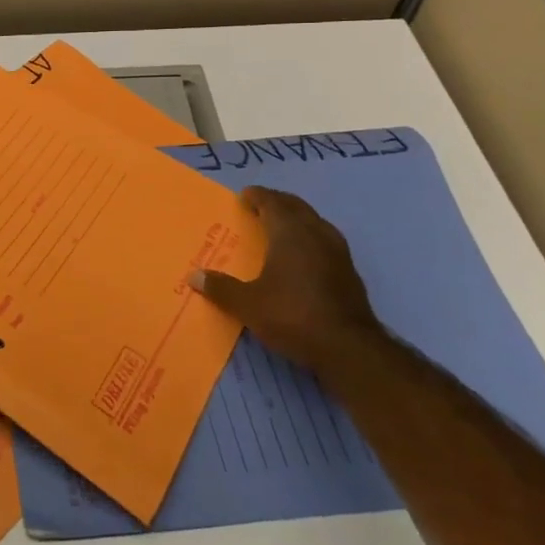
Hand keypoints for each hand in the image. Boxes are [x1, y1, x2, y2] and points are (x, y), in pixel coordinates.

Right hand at [189, 187, 384, 371]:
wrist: (349, 349)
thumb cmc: (292, 315)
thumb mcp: (247, 304)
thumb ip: (221, 288)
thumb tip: (194, 276)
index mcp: (290, 233)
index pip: (273, 203)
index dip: (258, 196)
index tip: (245, 195)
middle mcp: (316, 235)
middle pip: (297, 207)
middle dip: (278, 202)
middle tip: (260, 205)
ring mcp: (338, 253)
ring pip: (316, 223)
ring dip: (298, 218)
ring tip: (281, 227)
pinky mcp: (350, 273)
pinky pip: (326, 242)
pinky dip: (310, 238)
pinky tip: (304, 256)